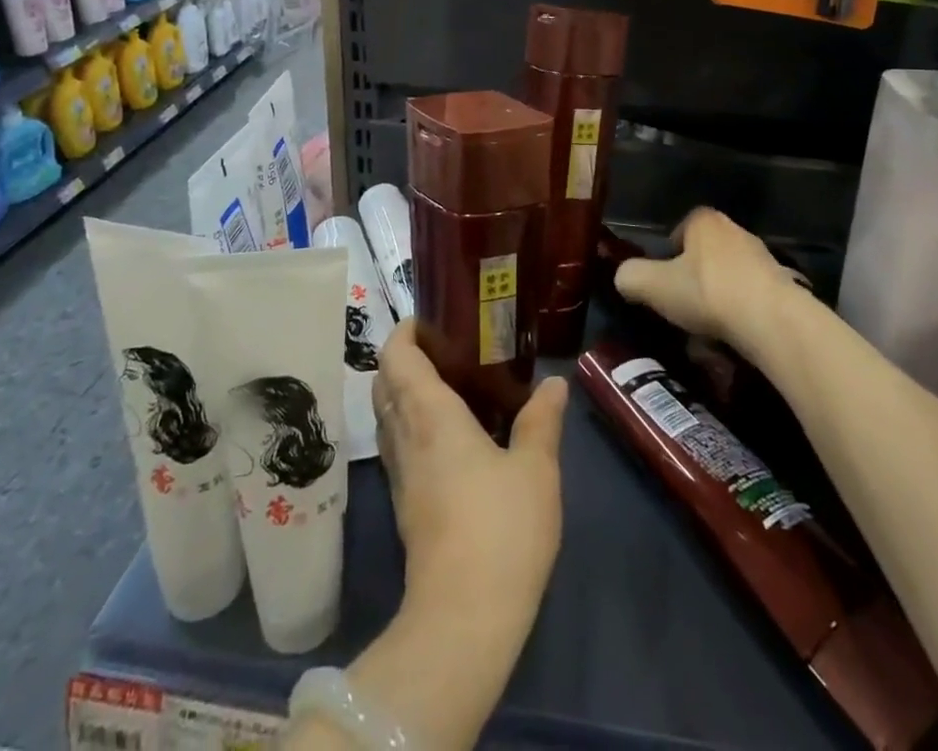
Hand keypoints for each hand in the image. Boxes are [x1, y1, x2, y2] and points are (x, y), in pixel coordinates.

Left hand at [373, 319, 566, 618]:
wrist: (463, 619)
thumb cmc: (500, 529)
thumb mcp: (536, 469)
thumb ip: (542, 421)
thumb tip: (554, 383)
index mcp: (430, 415)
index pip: (396, 358)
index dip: (403, 332)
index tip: (428, 318)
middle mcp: (405, 437)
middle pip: (384, 383)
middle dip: (402, 358)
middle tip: (442, 347)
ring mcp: (400, 475)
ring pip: (386, 417)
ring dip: (403, 392)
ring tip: (446, 383)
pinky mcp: (405, 505)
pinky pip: (397, 446)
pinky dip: (410, 424)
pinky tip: (446, 436)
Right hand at [614, 206, 794, 344]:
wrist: (772, 321)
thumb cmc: (707, 293)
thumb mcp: (653, 285)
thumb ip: (630, 276)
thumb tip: (624, 278)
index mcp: (704, 221)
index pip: (680, 228)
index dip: (668, 253)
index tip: (663, 281)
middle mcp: (736, 231)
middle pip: (705, 254)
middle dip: (693, 279)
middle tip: (681, 307)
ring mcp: (763, 258)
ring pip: (728, 278)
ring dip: (716, 300)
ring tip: (706, 333)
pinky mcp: (783, 287)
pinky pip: (750, 299)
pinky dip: (740, 316)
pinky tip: (733, 340)